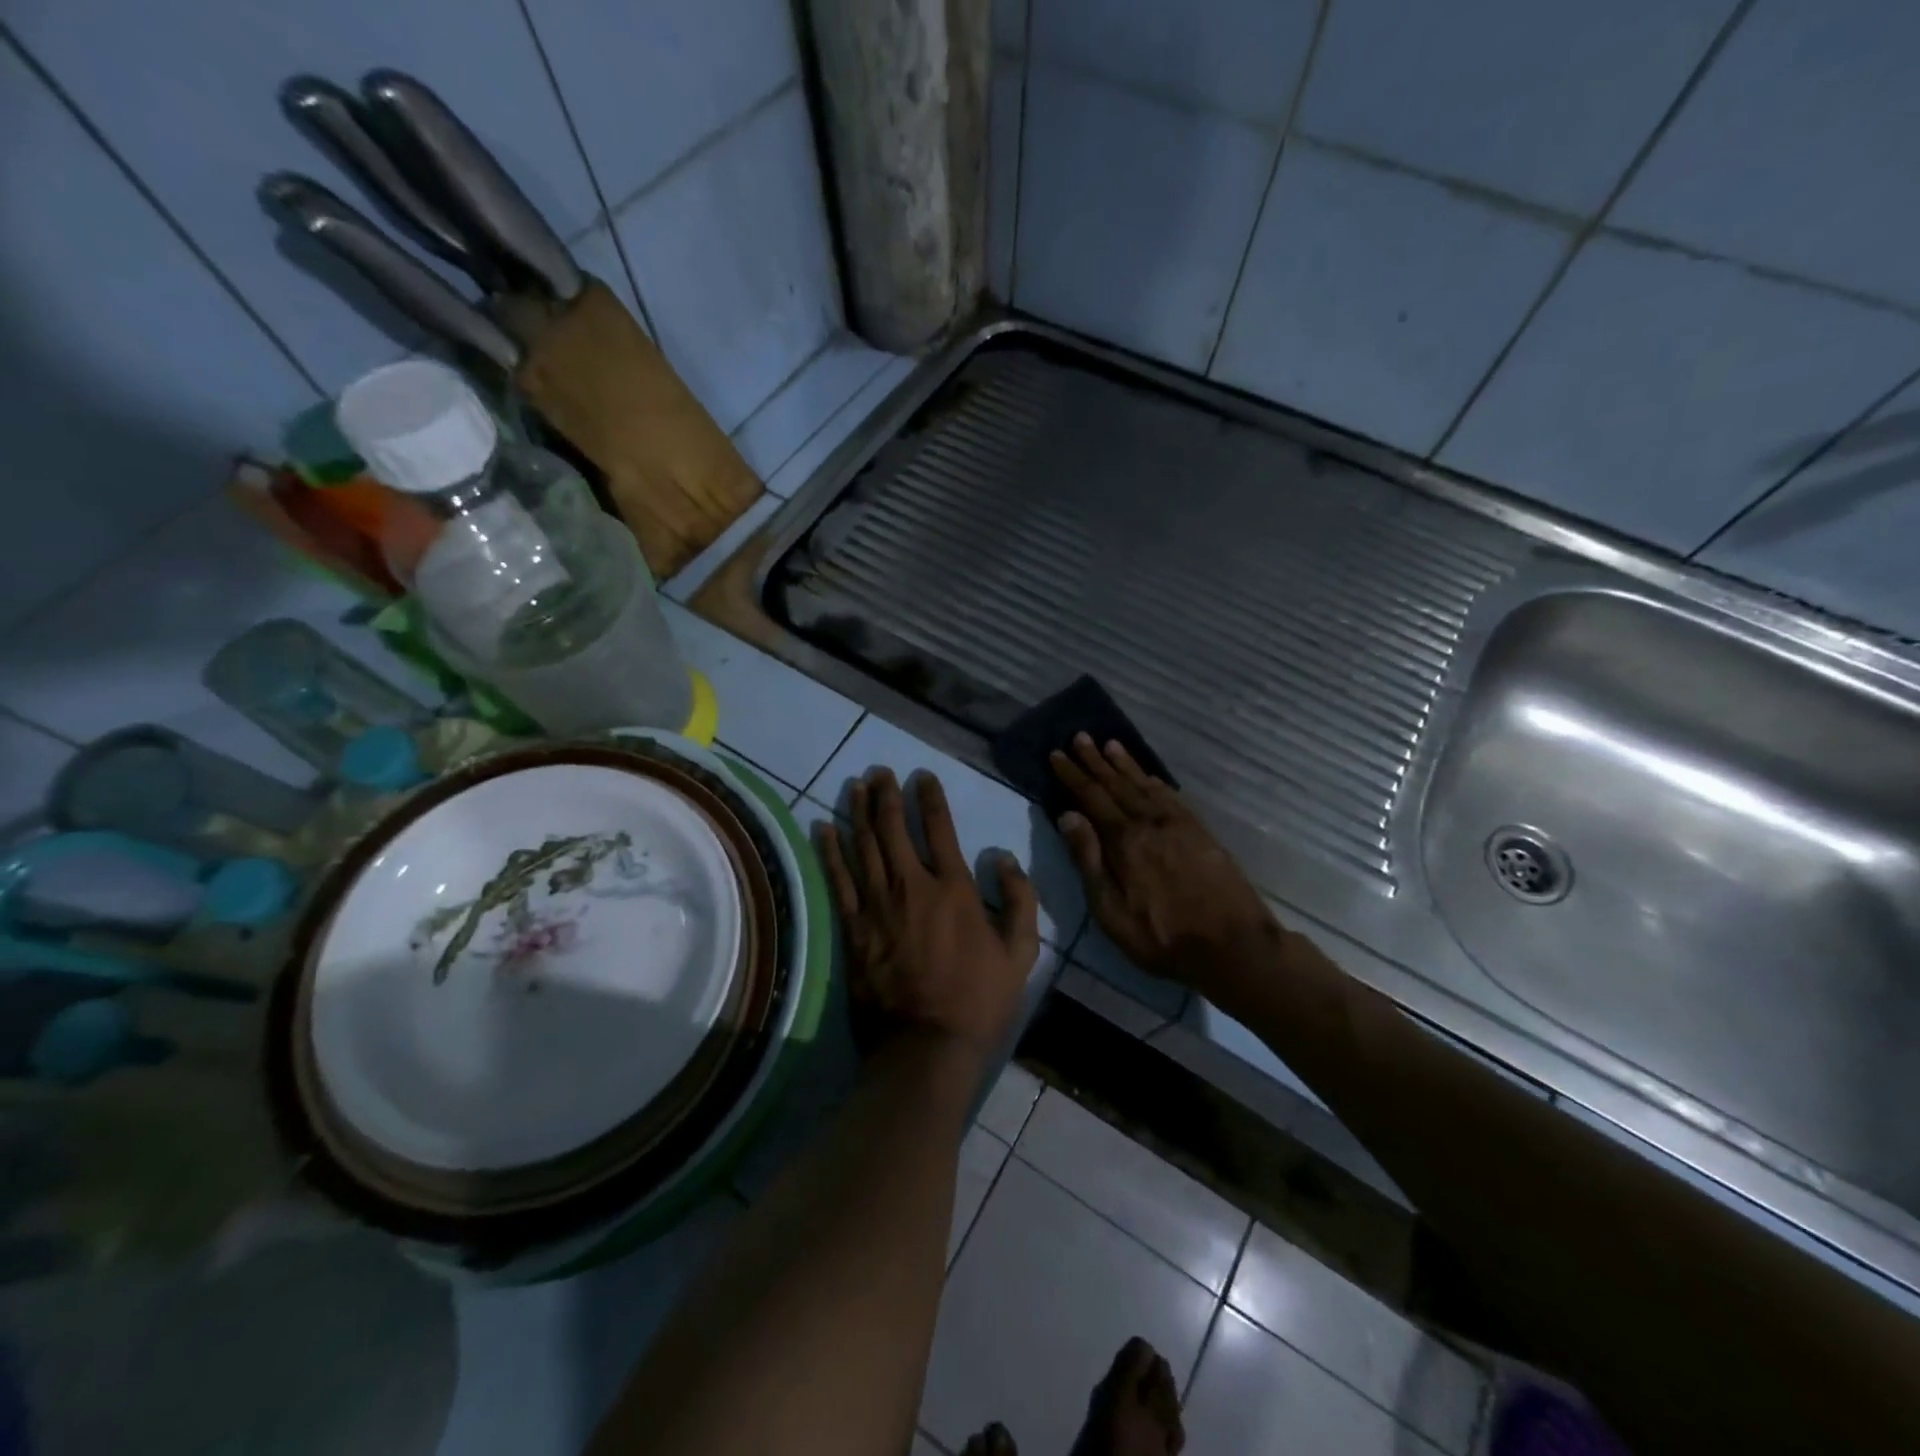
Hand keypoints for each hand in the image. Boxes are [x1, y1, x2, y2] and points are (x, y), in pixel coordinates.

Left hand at [818, 768, 1040, 1058]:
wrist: (926, 1046)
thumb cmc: (979, 999)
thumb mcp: (1021, 952)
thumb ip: (1018, 899)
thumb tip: (1003, 857)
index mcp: (953, 888)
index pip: (939, 828)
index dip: (928, 797)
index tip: (921, 776)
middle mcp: (912, 886)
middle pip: (892, 829)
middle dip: (886, 795)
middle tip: (880, 772)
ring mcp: (877, 906)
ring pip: (863, 846)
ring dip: (858, 812)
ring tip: (855, 785)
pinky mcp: (853, 928)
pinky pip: (839, 881)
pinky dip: (830, 852)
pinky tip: (825, 828)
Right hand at [1051, 734, 1275, 995]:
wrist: (1234, 946)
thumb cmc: (1162, 937)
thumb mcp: (1111, 911)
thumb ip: (1089, 860)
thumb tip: (1067, 816)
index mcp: (1124, 840)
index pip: (1091, 797)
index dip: (1072, 775)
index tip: (1057, 754)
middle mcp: (1150, 822)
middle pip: (1117, 785)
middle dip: (1095, 761)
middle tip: (1080, 737)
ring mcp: (1179, 824)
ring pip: (1145, 785)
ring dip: (1125, 764)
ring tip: (1110, 745)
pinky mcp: (1201, 832)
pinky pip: (1172, 797)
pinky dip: (1156, 782)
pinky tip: (1150, 776)